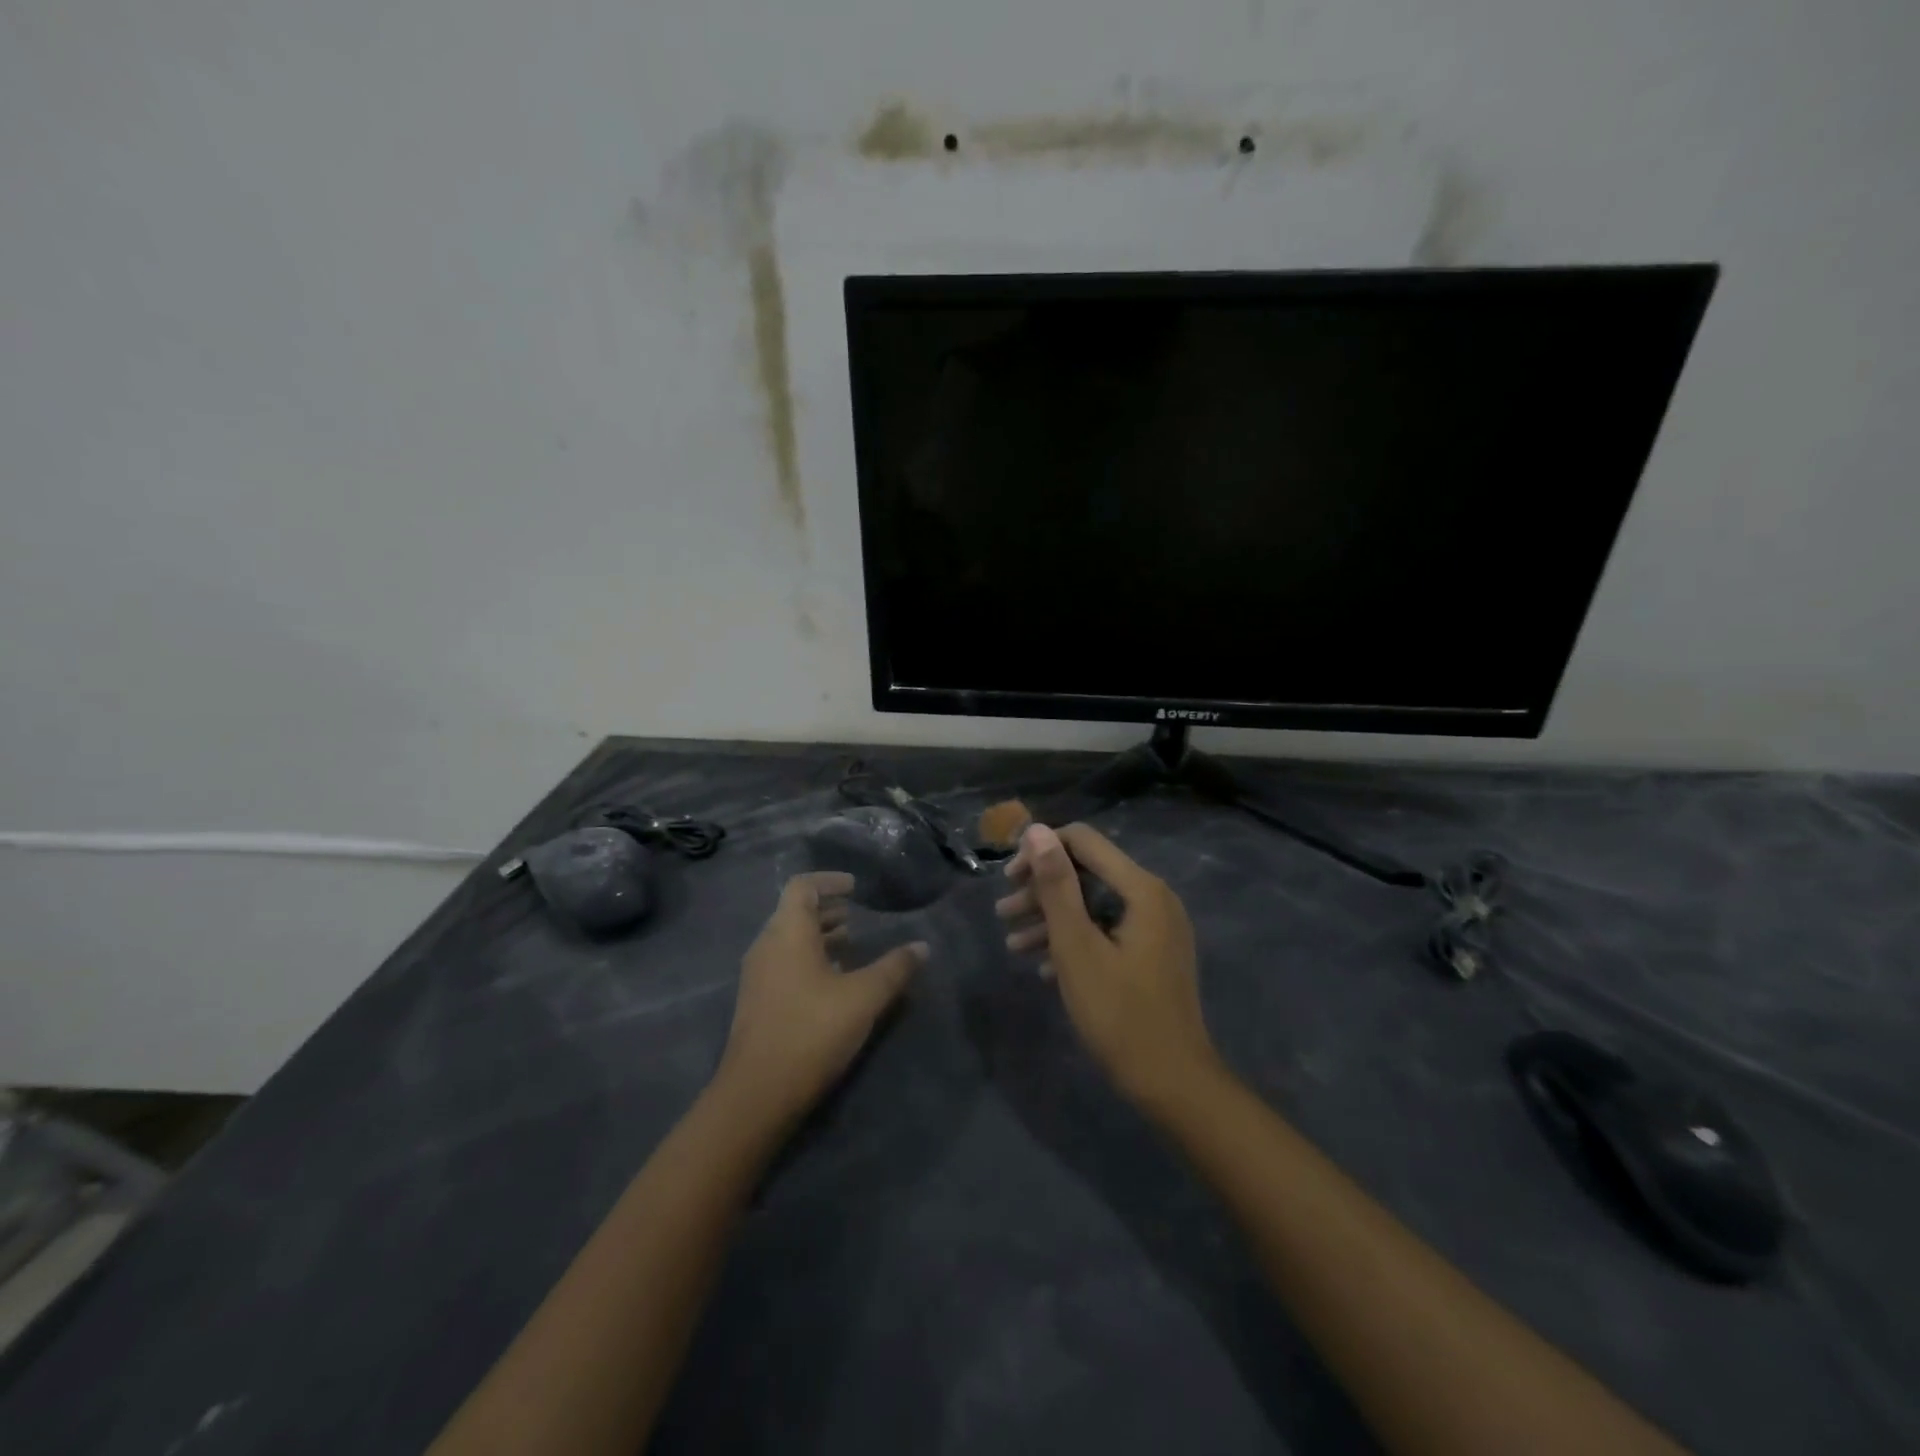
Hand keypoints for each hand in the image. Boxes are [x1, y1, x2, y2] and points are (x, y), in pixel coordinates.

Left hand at [715, 872, 924, 1127]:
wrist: (757, 1094)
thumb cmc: (812, 1031)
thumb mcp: (864, 997)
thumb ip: (895, 968)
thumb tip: (922, 946)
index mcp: (787, 933)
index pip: (802, 886)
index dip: (829, 880)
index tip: (855, 887)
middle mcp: (767, 946)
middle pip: (794, 912)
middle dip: (826, 909)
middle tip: (857, 916)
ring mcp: (758, 975)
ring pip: (789, 940)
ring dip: (819, 936)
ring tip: (851, 945)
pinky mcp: (757, 1002)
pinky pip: (784, 963)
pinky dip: (809, 959)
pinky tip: (834, 981)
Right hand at [996, 823, 1219, 1108]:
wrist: (1172, 1083)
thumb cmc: (1119, 1013)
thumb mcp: (1077, 946)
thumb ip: (1057, 885)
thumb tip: (1037, 830)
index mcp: (1141, 889)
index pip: (1084, 841)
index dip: (1041, 852)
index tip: (1008, 879)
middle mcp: (1153, 899)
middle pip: (1087, 873)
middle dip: (1041, 890)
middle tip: (1003, 914)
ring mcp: (1155, 929)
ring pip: (1094, 906)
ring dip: (1052, 919)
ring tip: (1011, 942)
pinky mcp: (1152, 955)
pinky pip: (1107, 932)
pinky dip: (1075, 941)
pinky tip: (1042, 966)